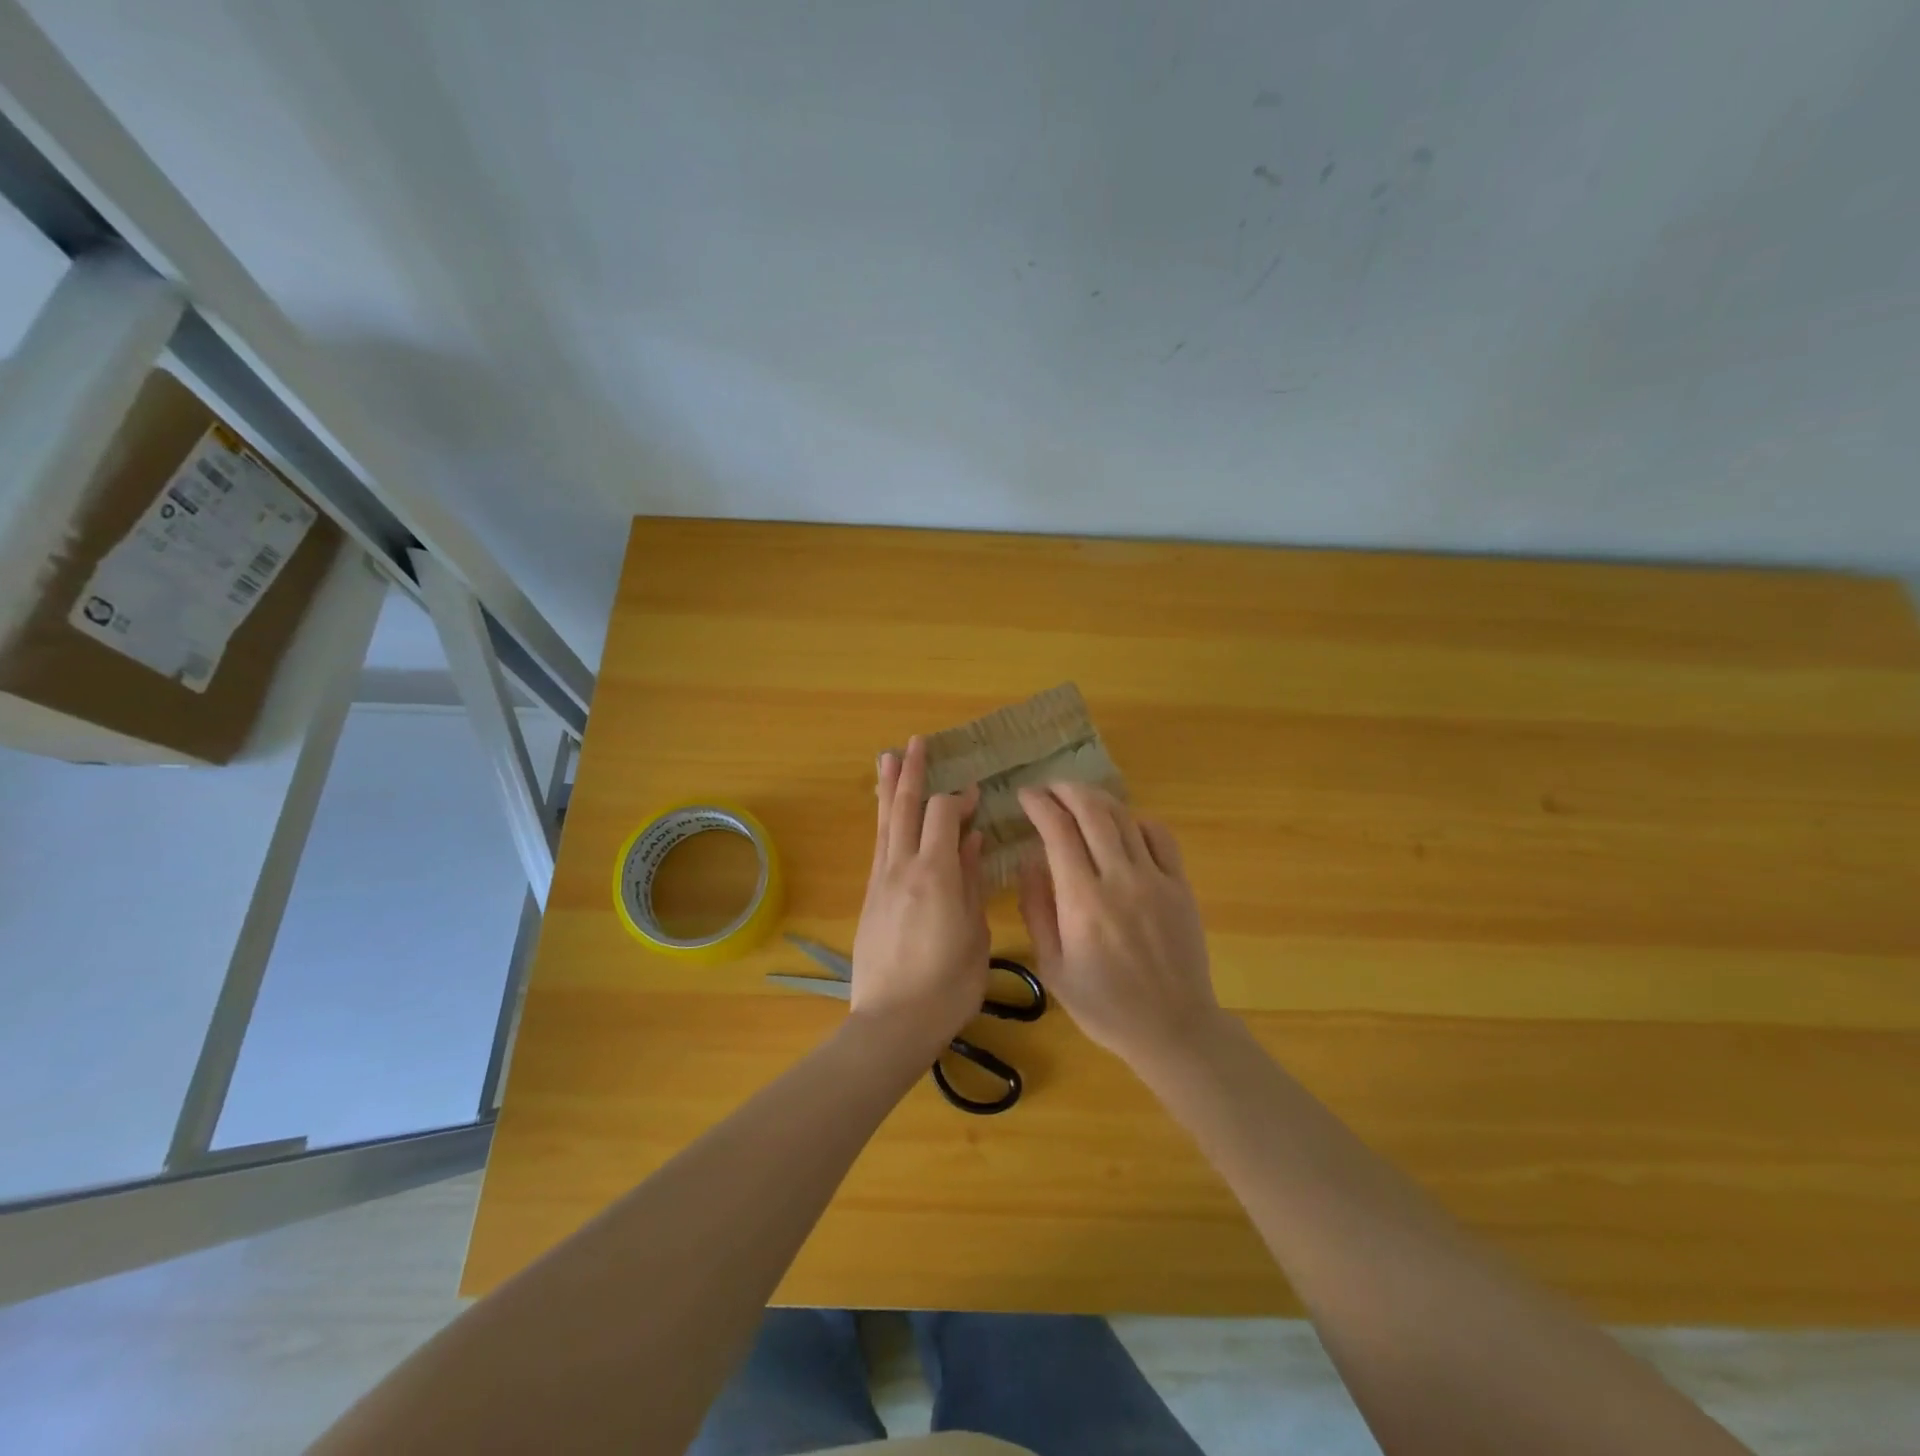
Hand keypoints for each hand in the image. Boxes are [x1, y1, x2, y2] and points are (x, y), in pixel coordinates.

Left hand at [849, 736, 989, 1048]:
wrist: (891, 1023)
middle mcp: (902, 868)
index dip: (959, 798)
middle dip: (913, 772)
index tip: (976, 795)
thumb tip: (971, 841)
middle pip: (905, 807)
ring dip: (889, 788)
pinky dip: (884, 821)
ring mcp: (881, 881)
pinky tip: (887, 814)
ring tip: (888, 758)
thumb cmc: (947, 986)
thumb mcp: (974, 934)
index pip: (943, 814)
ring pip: (885, 823)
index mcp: (935, 873)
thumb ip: (970, 882)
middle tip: (916, 742)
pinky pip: (878, 846)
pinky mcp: (870, 897)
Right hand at [1016, 783, 1222, 1070]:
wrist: (1172, 1027)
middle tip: (1049, 788)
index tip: (1025, 796)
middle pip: (1092, 811)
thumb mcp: (1053, 968)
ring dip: (1097, 799)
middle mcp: (1119, 879)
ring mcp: (1155, 879)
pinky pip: (1159, 836)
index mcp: (1082, 901)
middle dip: (1066, 790)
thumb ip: (1037, 909)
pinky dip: (1135, 821)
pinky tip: (1122, 827)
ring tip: (1078, 798)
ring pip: (1124, 817)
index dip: (1039, 805)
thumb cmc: (1104, 1005)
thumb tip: (1029, 860)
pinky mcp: (1180, 885)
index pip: (1058, 831)